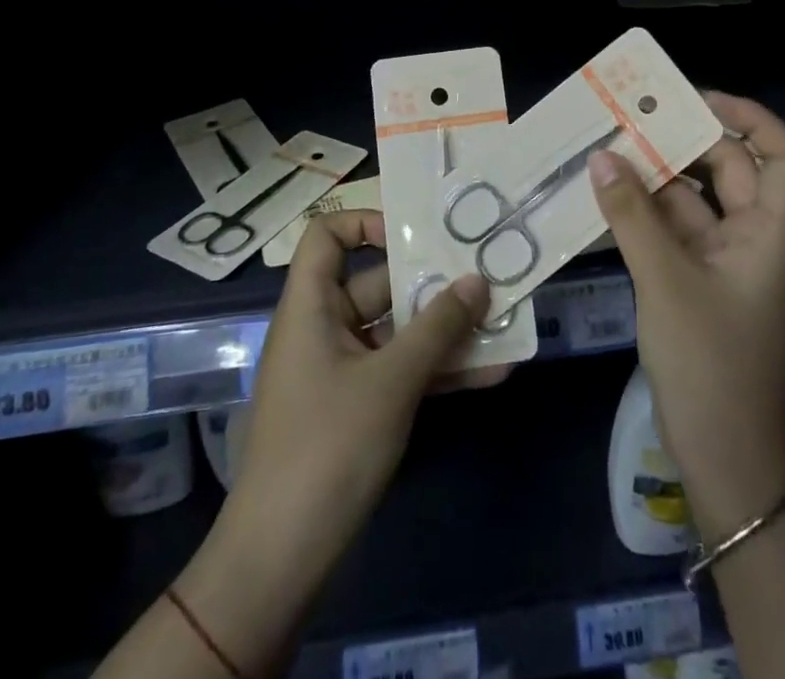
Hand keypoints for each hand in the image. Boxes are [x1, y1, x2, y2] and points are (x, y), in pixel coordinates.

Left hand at [223, 212, 491, 582]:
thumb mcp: (391, 381)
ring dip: (447, 331)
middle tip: (487, 276)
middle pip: (379, 285)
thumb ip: (438, 327)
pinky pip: (401, 372)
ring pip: (399, 332)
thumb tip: (478, 280)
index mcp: (312, 306)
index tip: (417, 235)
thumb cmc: (328, 447)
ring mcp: (342, 371)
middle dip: (434, 284)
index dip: (367, 223)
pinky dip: (438, 370)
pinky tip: (492, 373)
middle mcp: (325, 328)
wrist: (280, 561)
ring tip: (504, 323)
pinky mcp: (358, 408)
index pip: (327, 236)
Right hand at [589, 91, 784, 535]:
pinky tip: (610, 198)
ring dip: (658, 179)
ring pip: (696, 203)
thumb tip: (601, 157)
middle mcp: (753, 240)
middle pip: (731, 173)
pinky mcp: (699, 286)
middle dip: (687, 142)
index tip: (699, 98)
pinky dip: (647, 214)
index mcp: (770, 234)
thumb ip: (632, 216)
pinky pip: (675, 234)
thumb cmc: (712, 364)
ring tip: (612, 148)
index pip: (781, 158)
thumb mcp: (666, 282)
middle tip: (636, 117)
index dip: (750, 119)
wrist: (727, 461)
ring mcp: (725, 264)